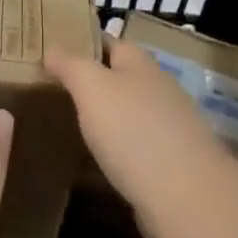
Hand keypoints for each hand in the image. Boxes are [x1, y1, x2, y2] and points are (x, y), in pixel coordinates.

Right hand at [45, 39, 235, 237]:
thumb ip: (70, 65)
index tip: (51, 50)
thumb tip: (51, 47)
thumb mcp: (91, 87)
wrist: (186, 196)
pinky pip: (134, 144)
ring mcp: (167, 126)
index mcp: (140, 63)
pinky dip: (115, 146)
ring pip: (127, 110)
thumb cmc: (133, 130)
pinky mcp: (170, 161)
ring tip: (67, 121)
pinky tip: (95, 157)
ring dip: (103, 114)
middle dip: (90, 79)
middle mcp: (157, 88)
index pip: (108, 41)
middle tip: (51, 87)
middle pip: (119, 75)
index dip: (81, 41)